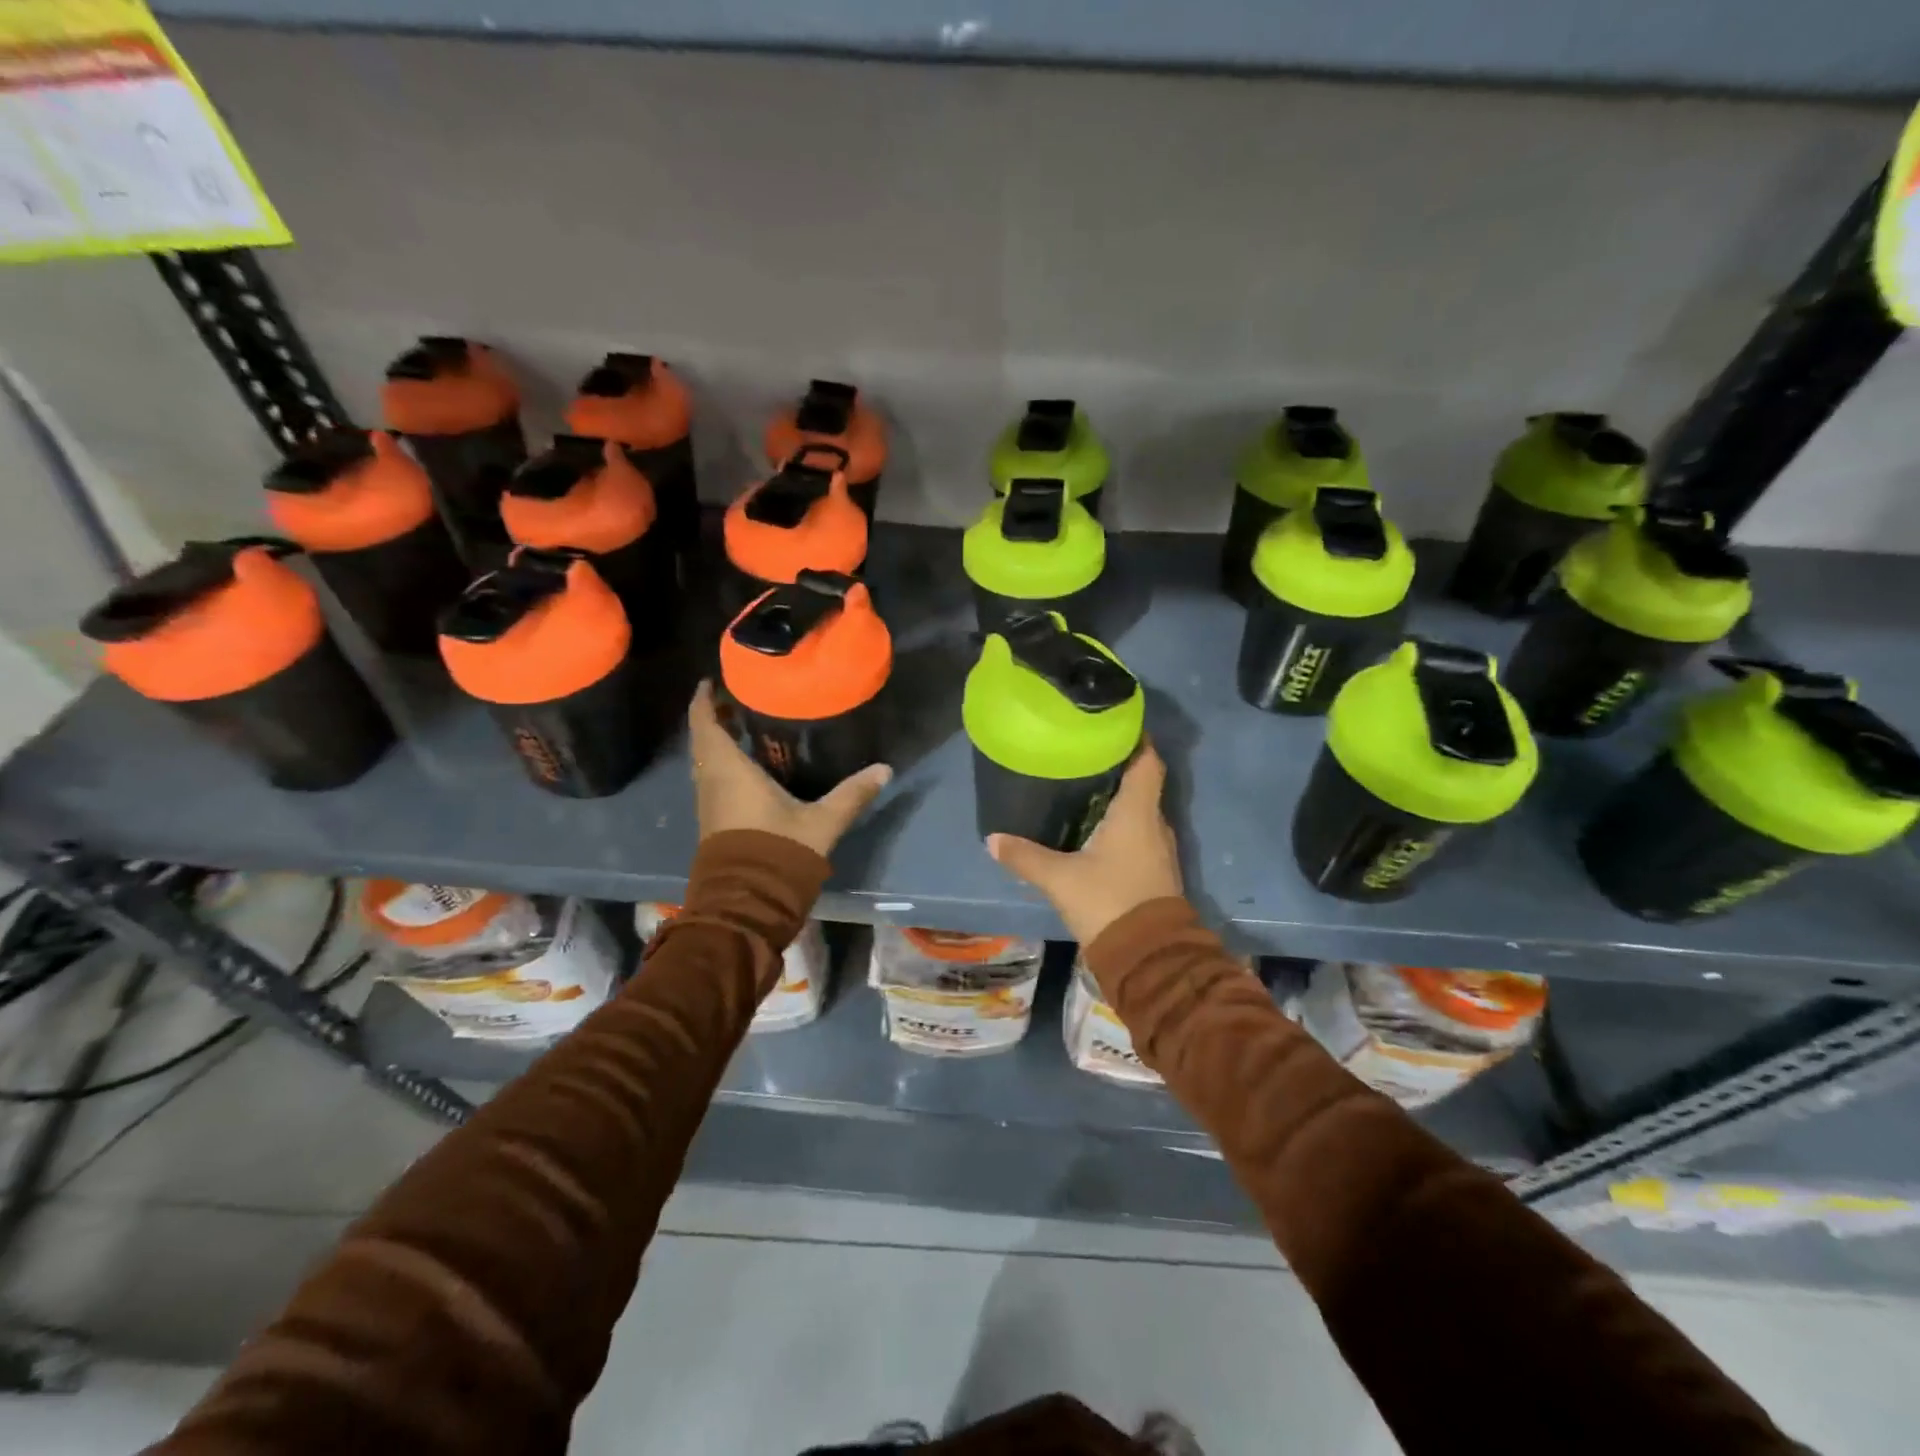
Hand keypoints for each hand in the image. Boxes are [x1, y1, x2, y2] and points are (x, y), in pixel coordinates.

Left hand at [687, 681, 892, 856]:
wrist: (749, 903)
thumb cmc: (779, 851)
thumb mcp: (821, 821)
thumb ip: (852, 794)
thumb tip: (885, 769)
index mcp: (729, 770)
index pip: (705, 723)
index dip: (704, 699)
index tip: (713, 679)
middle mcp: (711, 781)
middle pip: (703, 740)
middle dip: (715, 716)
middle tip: (738, 697)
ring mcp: (709, 803)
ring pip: (706, 761)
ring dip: (718, 741)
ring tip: (744, 724)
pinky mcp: (714, 821)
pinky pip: (713, 778)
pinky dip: (723, 762)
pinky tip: (749, 764)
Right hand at [987, 742, 1181, 945]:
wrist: (1148, 956)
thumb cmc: (1108, 901)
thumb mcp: (1059, 878)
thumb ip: (1025, 856)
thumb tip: (992, 839)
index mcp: (1137, 812)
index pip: (1147, 761)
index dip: (1136, 739)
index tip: (1114, 725)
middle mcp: (1154, 823)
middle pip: (1143, 783)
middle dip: (1118, 767)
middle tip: (1085, 754)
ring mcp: (1159, 849)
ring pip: (1141, 810)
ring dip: (1120, 797)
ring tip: (1085, 786)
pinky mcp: (1155, 871)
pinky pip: (1140, 833)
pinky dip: (1122, 824)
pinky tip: (1095, 829)